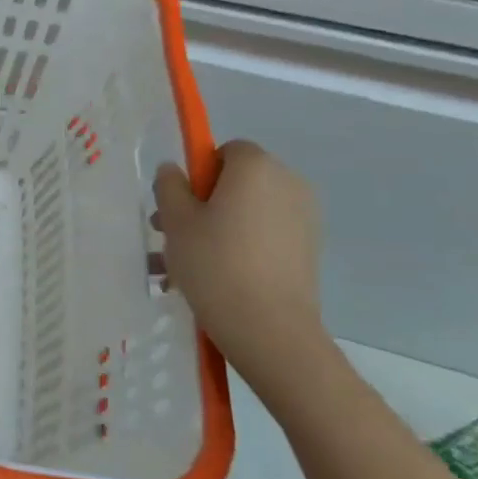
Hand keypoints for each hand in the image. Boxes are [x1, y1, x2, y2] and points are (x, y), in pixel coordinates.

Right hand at [154, 140, 330, 394]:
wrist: (269, 328)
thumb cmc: (215, 263)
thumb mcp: (176, 221)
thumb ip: (169, 186)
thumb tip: (173, 170)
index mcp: (256, 167)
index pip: (225, 150)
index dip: (198, 173)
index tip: (179, 204)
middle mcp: (288, 183)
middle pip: (237, 181)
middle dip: (203, 202)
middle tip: (171, 235)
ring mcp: (303, 218)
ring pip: (248, 212)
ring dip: (216, 228)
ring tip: (181, 266)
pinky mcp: (308, 249)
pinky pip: (264, 235)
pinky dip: (239, 246)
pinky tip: (210, 278)